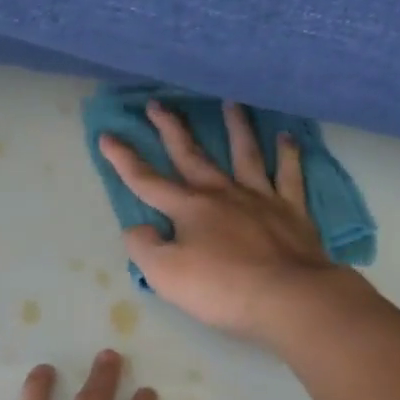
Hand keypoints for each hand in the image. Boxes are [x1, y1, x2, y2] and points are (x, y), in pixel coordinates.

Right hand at [98, 100, 345, 342]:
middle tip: (157, 103)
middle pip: (192, 155)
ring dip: (235, 127)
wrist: (288, 297)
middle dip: (171, 129)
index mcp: (189, 209)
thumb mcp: (165, 275)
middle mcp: (222, 193)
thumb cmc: (222, 288)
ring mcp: (260, 198)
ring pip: (245, 153)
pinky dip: (288, 154)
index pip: (147, 180)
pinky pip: (289, 175)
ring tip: (230, 102)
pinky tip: (287, 137)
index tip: (107, 135)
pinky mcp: (292, 210)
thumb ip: (144, 247)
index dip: (124, 159)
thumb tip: (137, 228)